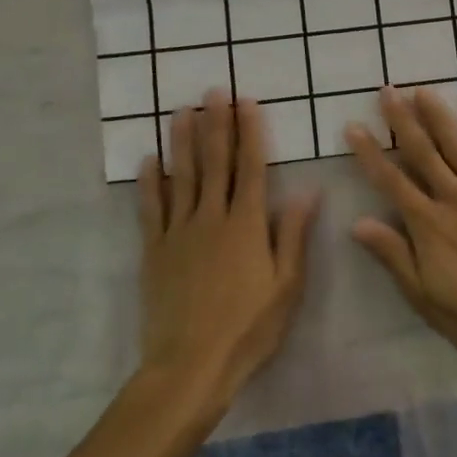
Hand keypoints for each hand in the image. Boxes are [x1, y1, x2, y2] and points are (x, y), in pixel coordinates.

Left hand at [136, 91, 320, 414]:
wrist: (190, 365)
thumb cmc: (249, 328)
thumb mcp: (286, 286)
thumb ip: (293, 235)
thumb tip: (308, 191)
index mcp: (246, 225)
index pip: (250, 167)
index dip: (249, 132)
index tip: (246, 102)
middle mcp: (211, 218)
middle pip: (214, 163)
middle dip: (216, 124)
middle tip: (212, 92)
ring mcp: (179, 232)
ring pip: (181, 177)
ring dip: (183, 141)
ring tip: (182, 111)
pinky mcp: (154, 251)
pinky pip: (151, 209)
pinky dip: (150, 182)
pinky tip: (149, 161)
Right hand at [344, 86, 456, 361]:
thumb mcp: (424, 296)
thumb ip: (394, 255)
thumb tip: (359, 223)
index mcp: (428, 224)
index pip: (391, 181)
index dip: (370, 153)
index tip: (354, 126)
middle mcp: (454, 199)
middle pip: (423, 153)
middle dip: (403, 121)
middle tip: (388, 91)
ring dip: (439, 117)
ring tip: (424, 91)